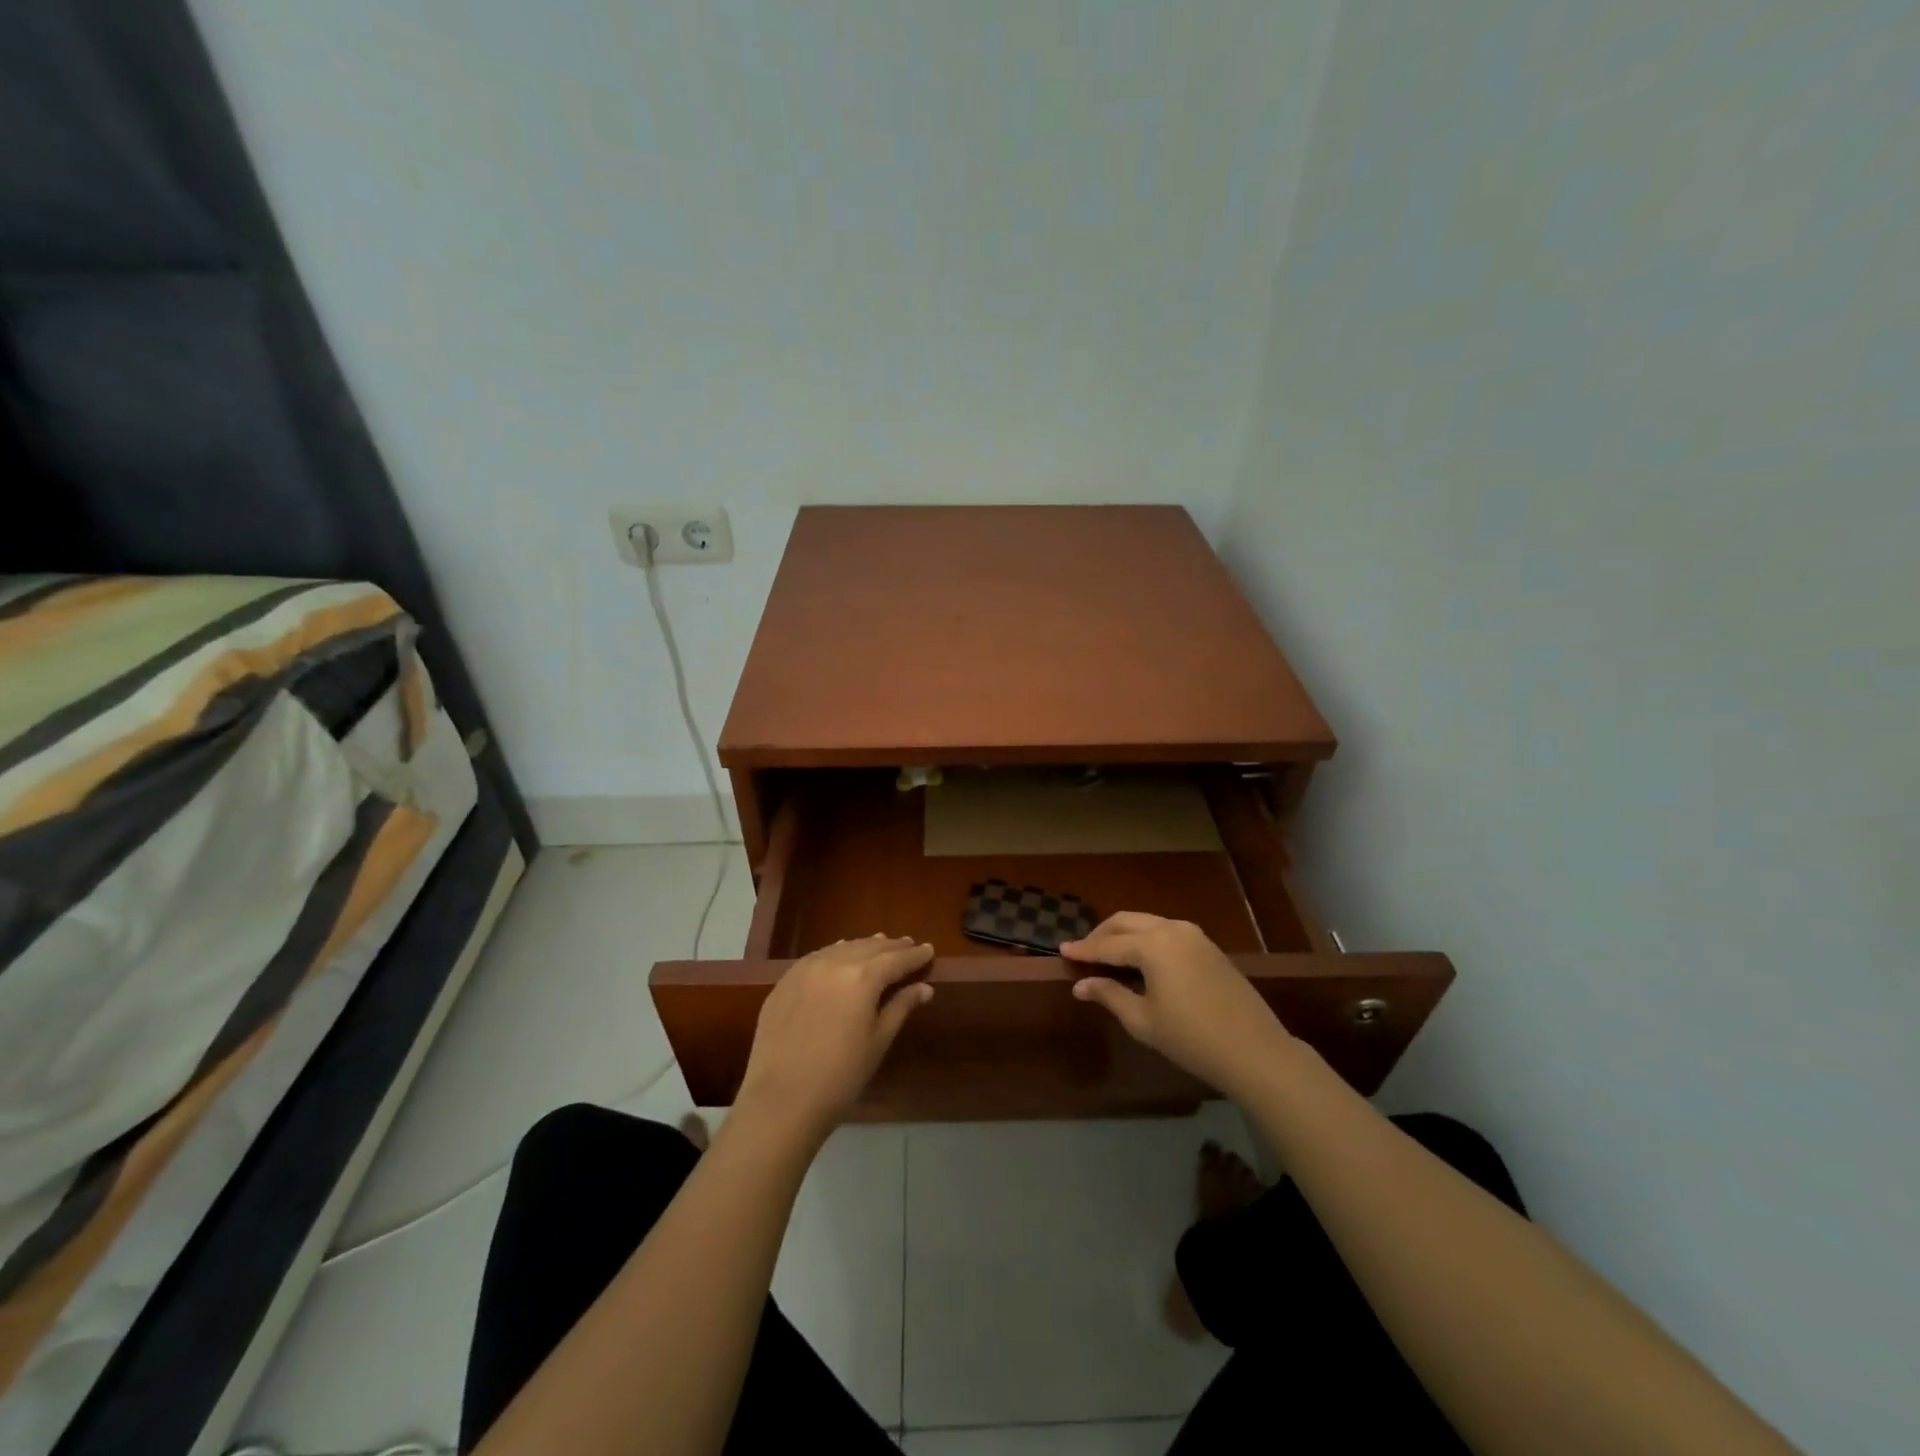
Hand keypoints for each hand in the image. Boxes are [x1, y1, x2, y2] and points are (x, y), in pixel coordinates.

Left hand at [735, 935, 934, 1143]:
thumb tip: (924, 988)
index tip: (928, 950)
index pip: (896, 959)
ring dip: (863, 946)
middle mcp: (834, 963)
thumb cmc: (840, 1076)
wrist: (782, 1099)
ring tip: (879, 945)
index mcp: (862, 977)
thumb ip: (901, 1007)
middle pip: (869, 948)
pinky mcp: (785, 981)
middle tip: (908, 945)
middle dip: (891, 947)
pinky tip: (841, 955)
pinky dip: (836, 953)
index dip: (915, 955)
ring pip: (842, 948)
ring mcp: (805, 969)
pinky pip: (817, 957)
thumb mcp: (878, 1041)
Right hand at [1062, 912, 1295, 1097]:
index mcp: (1153, 945)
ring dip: (1124, 934)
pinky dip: (1146, 939)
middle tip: (1083, 952)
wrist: (1255, 1050)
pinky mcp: (1209, 947)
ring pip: (1148, 923)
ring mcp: (1194, 935)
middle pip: (1126, 922)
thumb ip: (1109, 994)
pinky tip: (1140, 960)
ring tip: (1108, 955)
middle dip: (1101, 934)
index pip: (1108, 944)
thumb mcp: (1143, 1020)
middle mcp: (1172, 929)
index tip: (1062, 950)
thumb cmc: (1191, 1038)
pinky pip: (1167, 932)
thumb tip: (1080, 984)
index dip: (1083, 949)